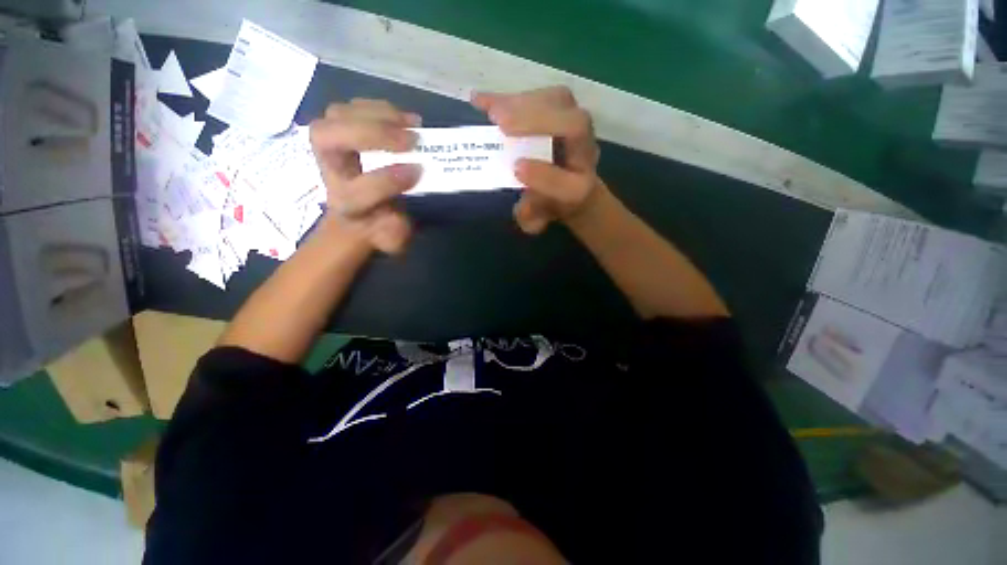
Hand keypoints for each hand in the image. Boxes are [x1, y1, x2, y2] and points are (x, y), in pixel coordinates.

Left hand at [309, 98, 423, 253]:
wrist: (360, 207)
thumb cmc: (378, 220)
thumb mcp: (390, 237)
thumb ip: (393, 233)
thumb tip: (398, 216)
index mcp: (342, 200)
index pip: (357, 189)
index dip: (387, 180)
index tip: (417, 172)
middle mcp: (328, 168)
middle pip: (329, 138)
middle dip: (372, 135)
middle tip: (412, 141)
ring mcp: (329, 142)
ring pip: (339, 116)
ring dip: (378, 116)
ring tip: (411, 125)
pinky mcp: (340, 126)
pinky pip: (352, 107)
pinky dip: (379, 108)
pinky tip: (406, 118)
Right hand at [472, 87, 603, 234]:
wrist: (570, 184)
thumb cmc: (551, 202)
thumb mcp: (538, 218)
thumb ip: (531, 218)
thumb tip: (522, 206)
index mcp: (579, 188)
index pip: (567, 183)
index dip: (543, 176)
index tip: (516, 169)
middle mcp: (585, 153)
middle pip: (577, 127)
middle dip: (538, 122)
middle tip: (501, 123)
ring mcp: (577, 126)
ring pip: (562, 102)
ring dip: (524, 102)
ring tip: (493, 110)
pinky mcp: (563, 110)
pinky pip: (544, 95)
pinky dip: (512, 96)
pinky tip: (484, 100)